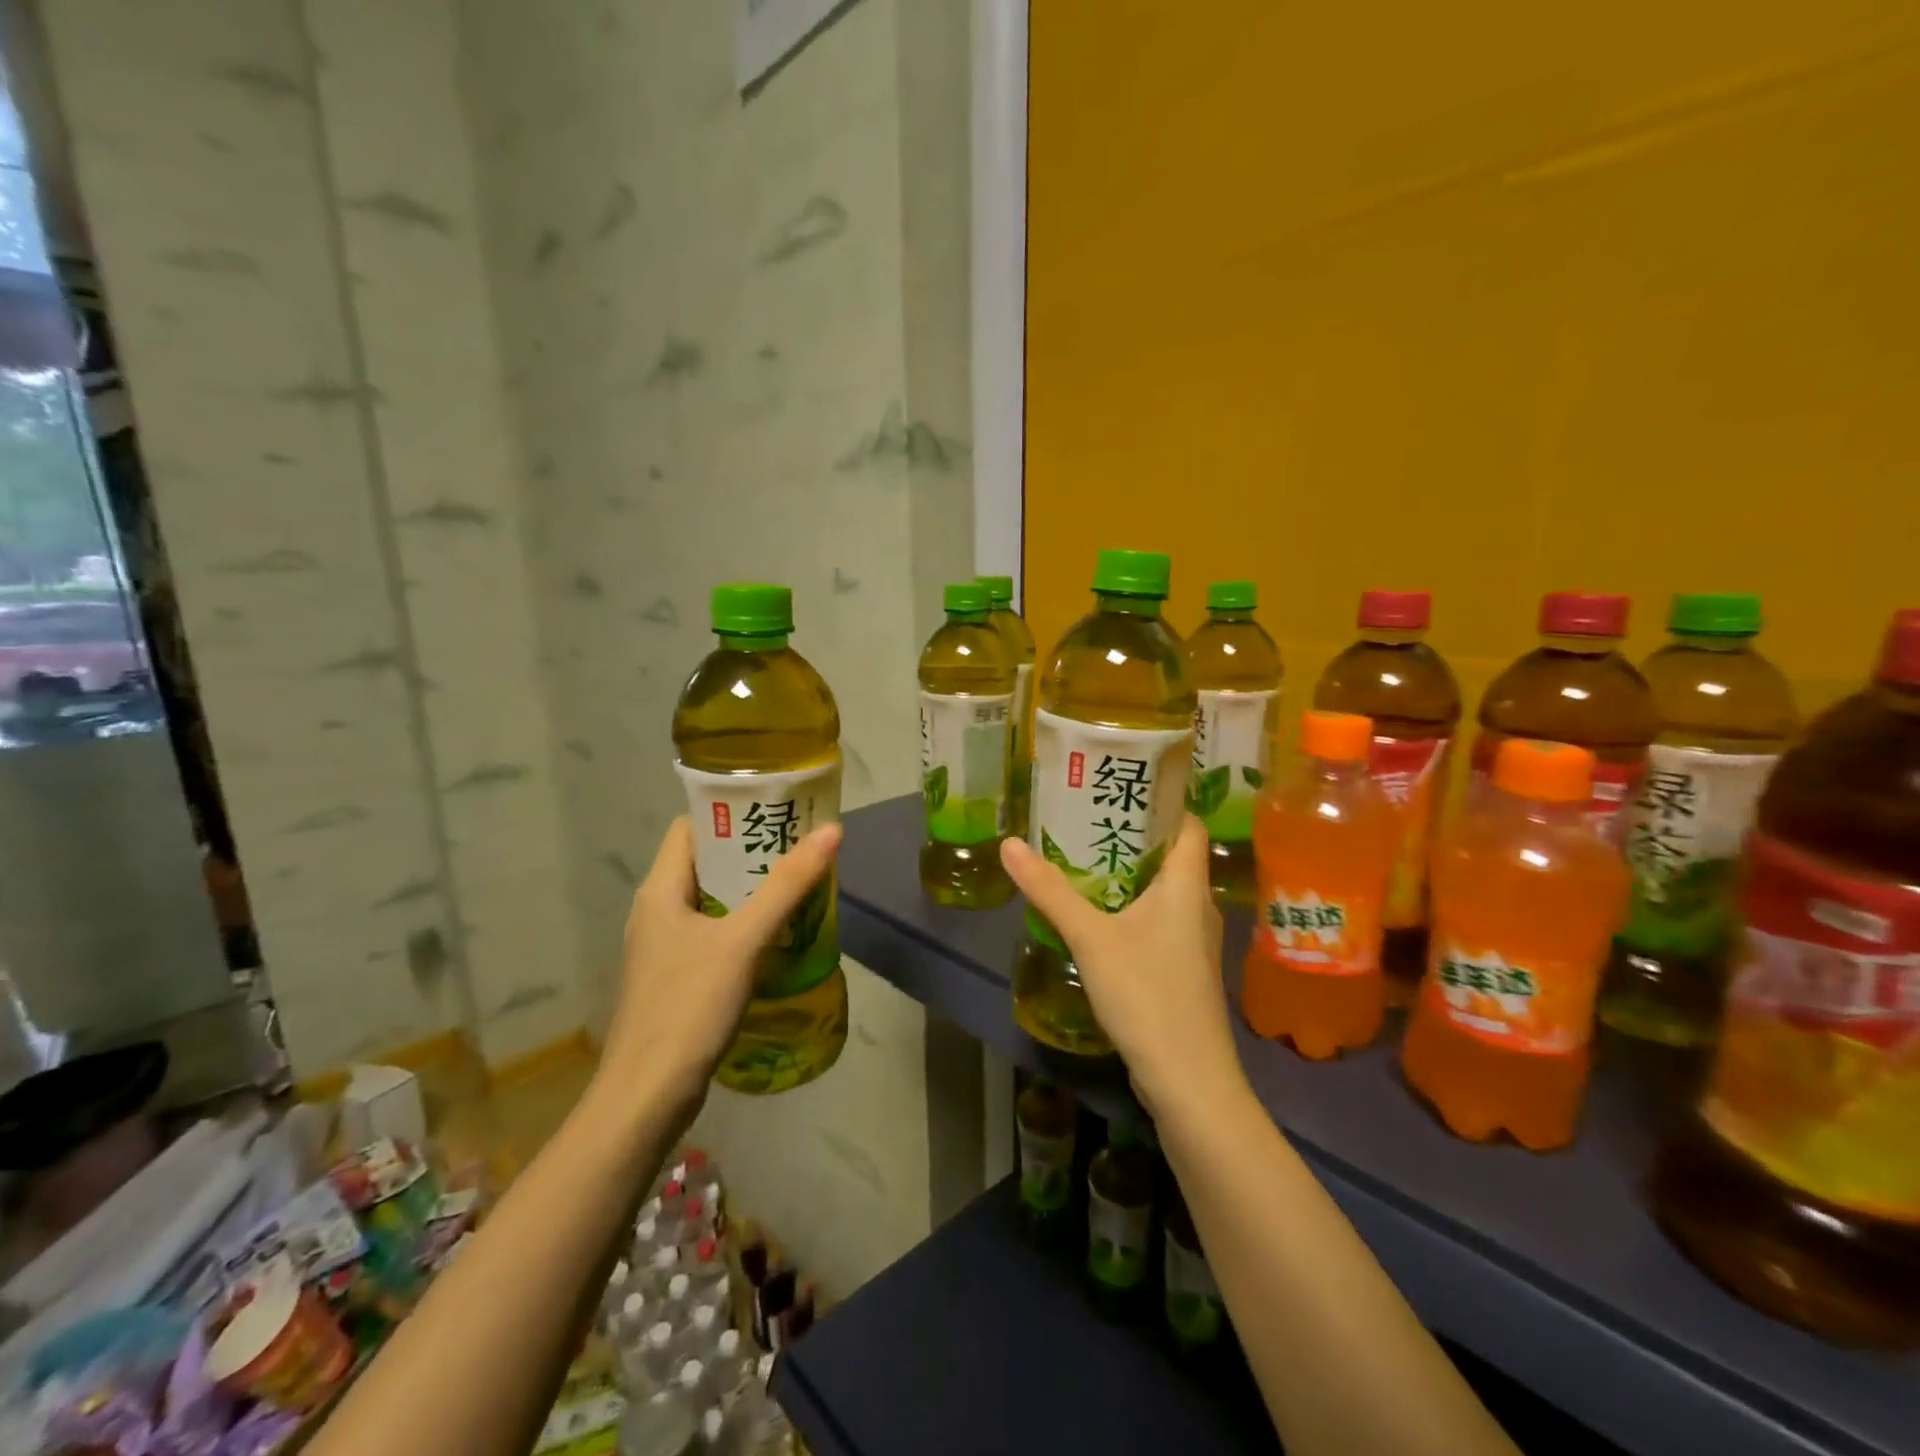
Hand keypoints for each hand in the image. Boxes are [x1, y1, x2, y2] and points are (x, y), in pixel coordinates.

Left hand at [596, 816, 842, 1118]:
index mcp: (660, 890)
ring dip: (751, 891)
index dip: (730, 813)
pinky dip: (744, 925)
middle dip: (751, 853)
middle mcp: (656, 911)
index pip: (691, 828)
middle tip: (800, 846)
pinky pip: (714, 934)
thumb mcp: (743, 940)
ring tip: (798, 884)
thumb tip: (831, 831)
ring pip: (712, 901)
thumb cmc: (689, 1006)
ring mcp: (664, 948)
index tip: (775, 810)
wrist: (647, 1096)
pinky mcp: (676, 978)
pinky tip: (778, 937)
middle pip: (706, 863)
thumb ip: (787, 885)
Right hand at [1001, 815, 1241, 1118]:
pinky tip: (1099, 914)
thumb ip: (1050, 891)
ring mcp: (1192, 940)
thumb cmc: (1148, 996)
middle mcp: (1196, 905)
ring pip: (1163, 889)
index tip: (1121, 785)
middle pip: (1172, 853)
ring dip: (1130, 871)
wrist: (1189, 1081)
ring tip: (1084, 857)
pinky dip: (1131, 905)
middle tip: (1086, 816)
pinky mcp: (1182, 968)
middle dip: (1133, 833)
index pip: (1187, 823)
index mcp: (1185, 885)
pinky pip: (1158, 919)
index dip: (1162, 800)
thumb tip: (1011, 843)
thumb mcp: (1091, 938)